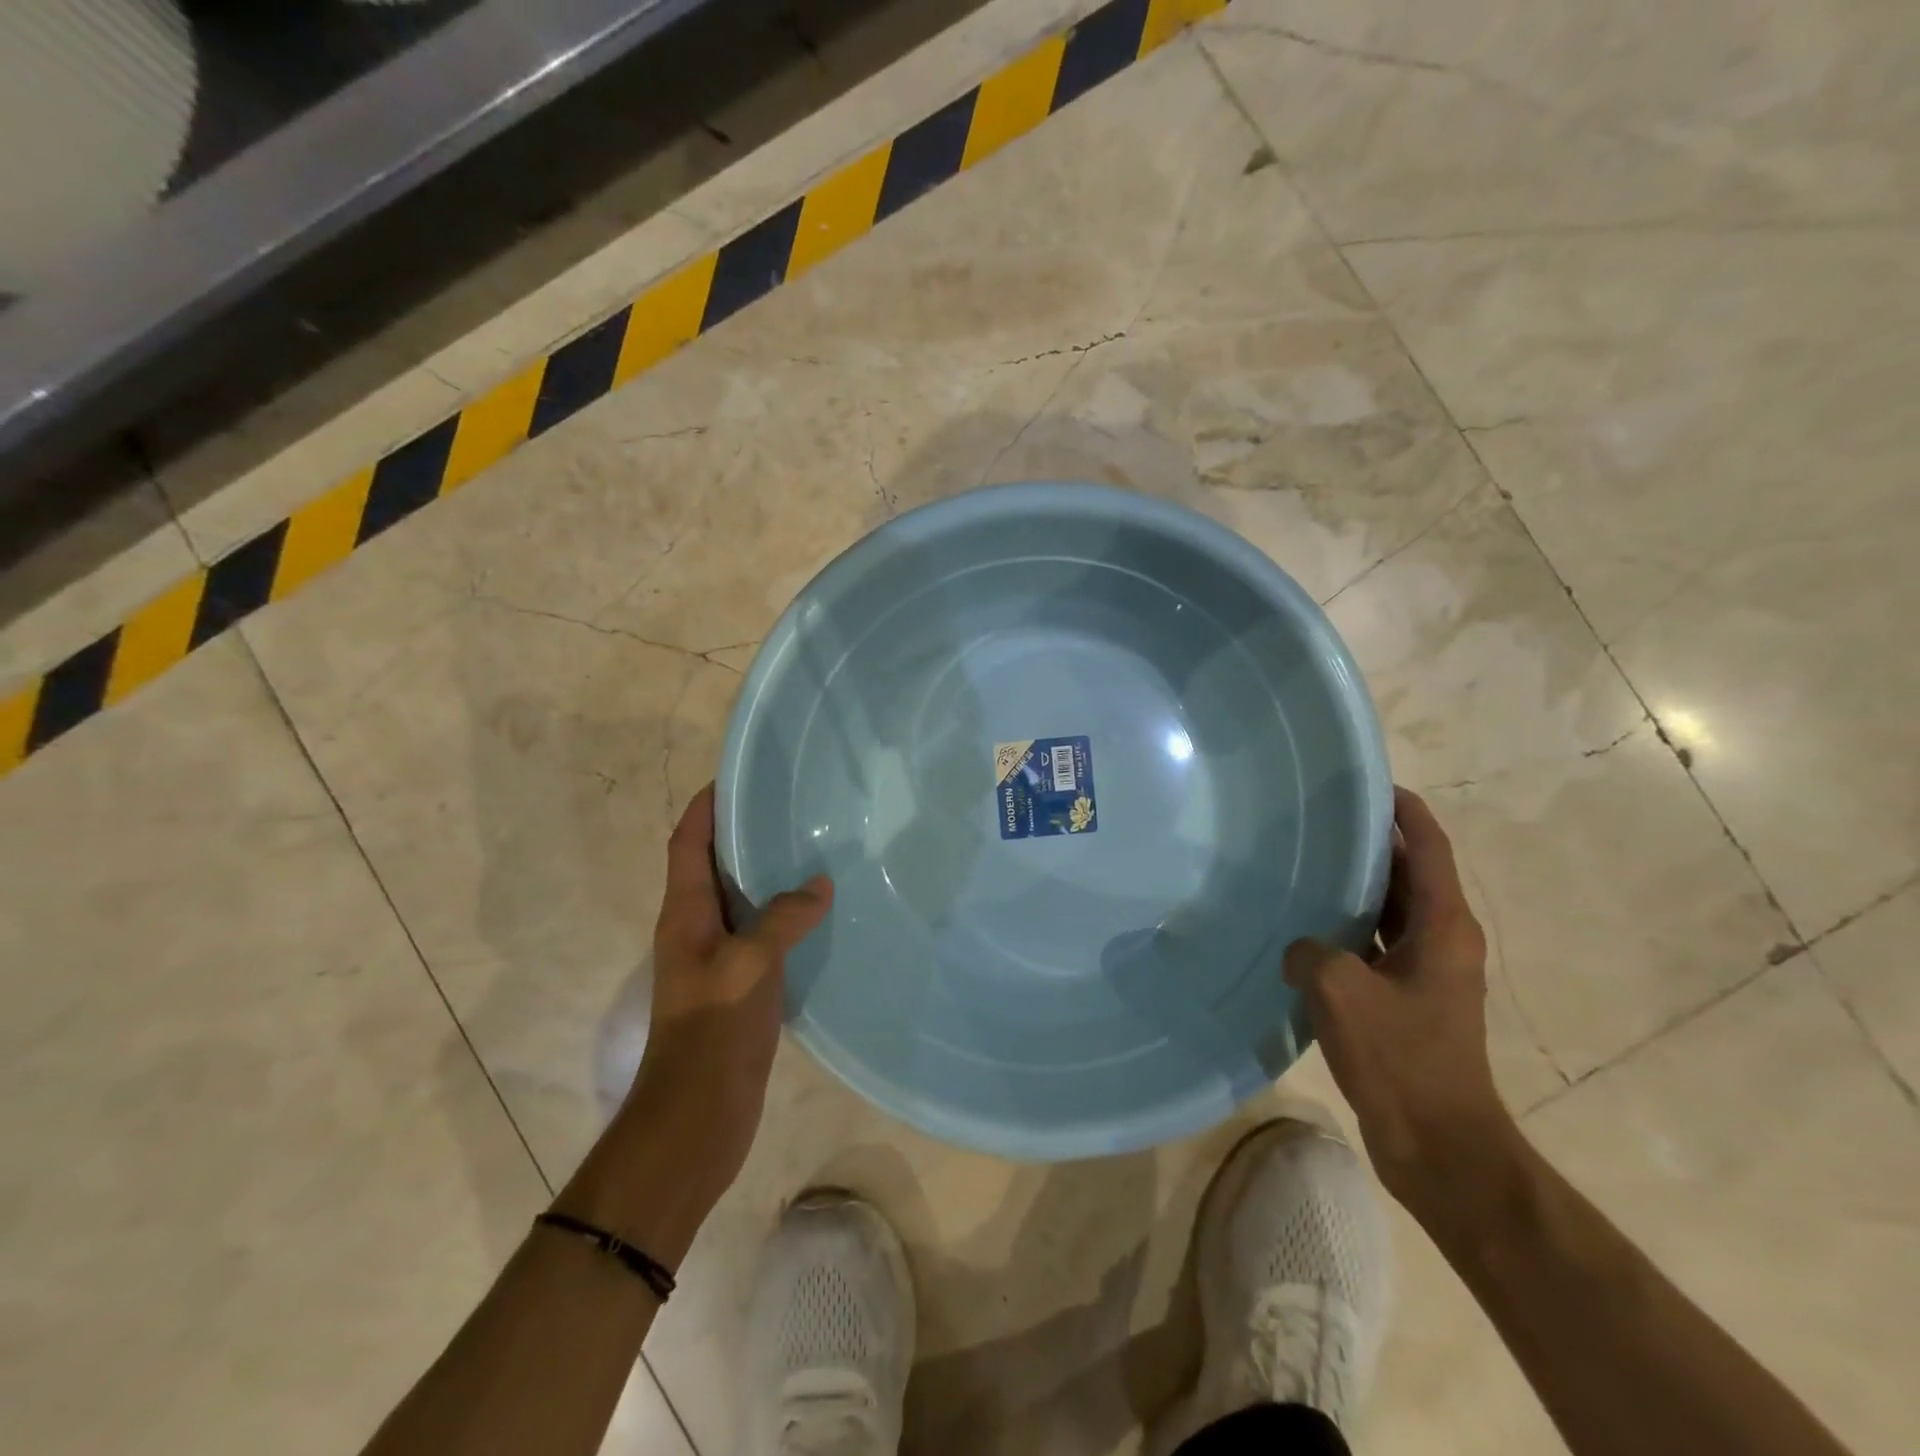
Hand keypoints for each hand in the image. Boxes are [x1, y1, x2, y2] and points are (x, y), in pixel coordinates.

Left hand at [624, 785, 831, 1204]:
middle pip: (712, 866)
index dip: (704, 808)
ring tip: (808, 849)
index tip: (733, 777)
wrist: (698, 1114)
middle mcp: (695, 929)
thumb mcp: (750, 964)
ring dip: (765, 874)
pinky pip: (760, 934)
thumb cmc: (714, 1029)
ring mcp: (716, 959)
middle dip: (740, 833)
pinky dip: (783, 915)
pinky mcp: (738, 985)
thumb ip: (783, 918)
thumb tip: (818, 885)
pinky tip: (817, 912)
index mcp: (685, 915)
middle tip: (787, 806)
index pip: (687, 844)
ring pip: (739, 900)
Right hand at [1284, 787, 1512, 1207]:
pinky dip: (1347, 928)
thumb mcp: (1341, 992)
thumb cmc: (1402, 1059)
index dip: (1404, 811)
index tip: (1368, 785)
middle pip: (1409, 874)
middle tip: (1317, 822)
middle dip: (1370, 844)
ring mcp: (1426, 973)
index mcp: (1445, 926)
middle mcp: (1443, 940)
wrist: (1440, 1146)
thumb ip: (1311, 952)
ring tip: (1303, 865)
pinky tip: (1304, 930)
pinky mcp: (1408, 1000)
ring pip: (1389, 911)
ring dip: (1355, 888)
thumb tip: (1300, 950)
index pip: (1429, 847)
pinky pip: (1375, 945)